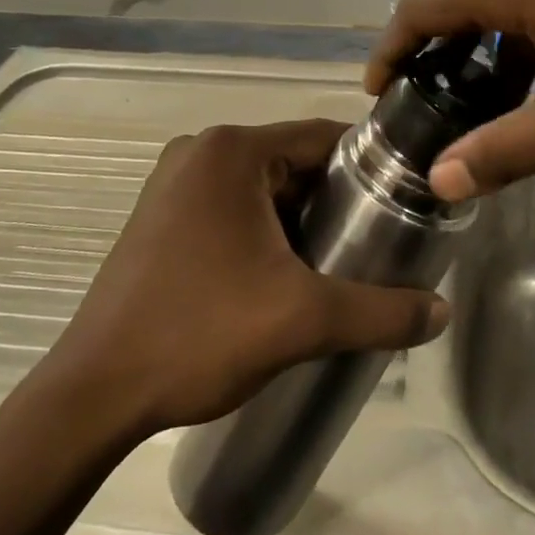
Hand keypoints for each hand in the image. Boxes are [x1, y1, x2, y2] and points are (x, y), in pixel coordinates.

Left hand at [42, 120, 449, 434]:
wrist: (92, 396)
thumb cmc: (198, 334)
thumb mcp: (302, 321)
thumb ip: (381, 312)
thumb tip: (442, 313)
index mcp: (233, 150)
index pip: (324, 138)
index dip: (371, 168)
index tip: (405, 202)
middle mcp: (201, 151)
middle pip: (295, 162)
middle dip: (336, 200)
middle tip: (375, 244)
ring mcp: (174, 182)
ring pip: (264, 187)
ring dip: (301, 218)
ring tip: (336, 264)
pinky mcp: (161, 216)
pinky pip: (233, 206)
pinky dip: (265, 229)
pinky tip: (282, 273)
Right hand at [368, 0, 534, 200]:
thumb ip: (511, 148)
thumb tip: (441, 180)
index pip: (425, 7)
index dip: (392, 49)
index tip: (379, 93)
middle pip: (466, 1)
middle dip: (443, 58)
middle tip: (438, 115)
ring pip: (511, 0)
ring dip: (493, 51)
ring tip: (498, 109)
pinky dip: (532, 37)